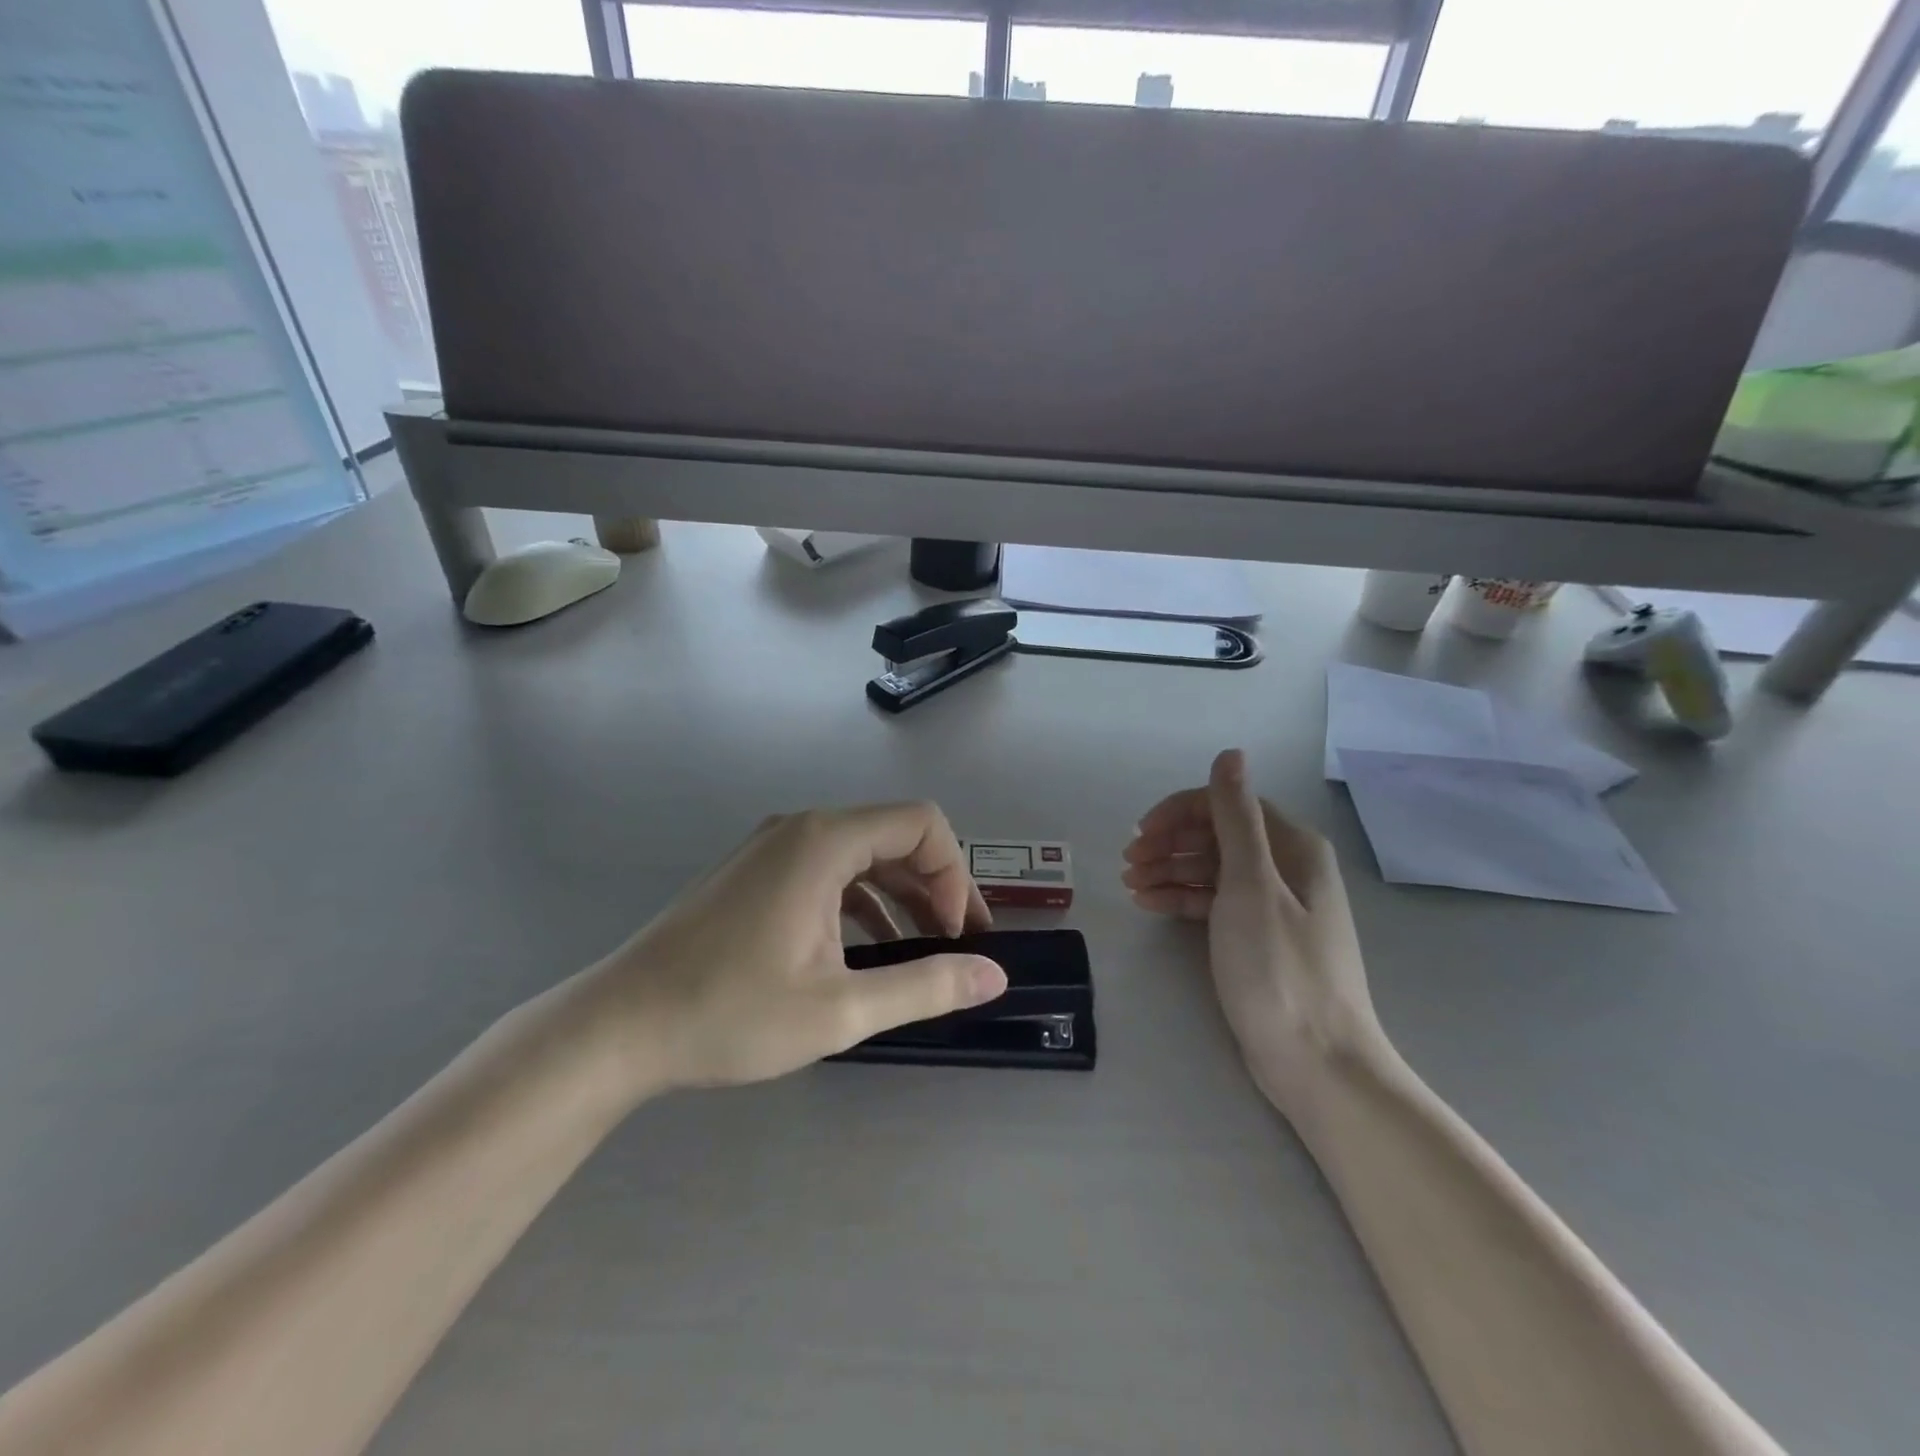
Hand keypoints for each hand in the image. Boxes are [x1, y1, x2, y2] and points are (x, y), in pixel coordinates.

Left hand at [581, 803, 1007, 1098]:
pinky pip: (828, 872)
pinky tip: (869, 952)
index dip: (955, 874)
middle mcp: (801, 828)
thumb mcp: (840, 1009)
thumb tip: (995, 975)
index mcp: (824, 841)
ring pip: (862, 855)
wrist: (618, 1027)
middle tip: (957, 945)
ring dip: (901, 896)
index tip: (956, 935)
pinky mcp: (756, 874)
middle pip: (894, 835)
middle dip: (936, 885)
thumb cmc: (730, 1013)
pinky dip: (861, 902)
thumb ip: (925, 986)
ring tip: (923, 951)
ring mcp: (774, 849)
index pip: (922, 823)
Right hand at [1123, 749, 1384, 1120]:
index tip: (1140, 835)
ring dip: (1171, 870)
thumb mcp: (1250, 885)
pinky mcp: (1261, 938)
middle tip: (1129, 863)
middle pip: (1218, 836)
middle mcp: (1287, 868)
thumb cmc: (1278, 969)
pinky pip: (1216, 902)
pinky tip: (1152, 904)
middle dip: (1170, 843)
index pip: (1227, 806)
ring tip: (1131, 885)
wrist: (1317, 1063)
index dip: (1179, 813)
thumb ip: (1235, 818)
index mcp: (1292, 848)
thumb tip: (1230, 754)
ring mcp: (1275, 905)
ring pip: (1213, 870)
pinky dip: (1183, 899)